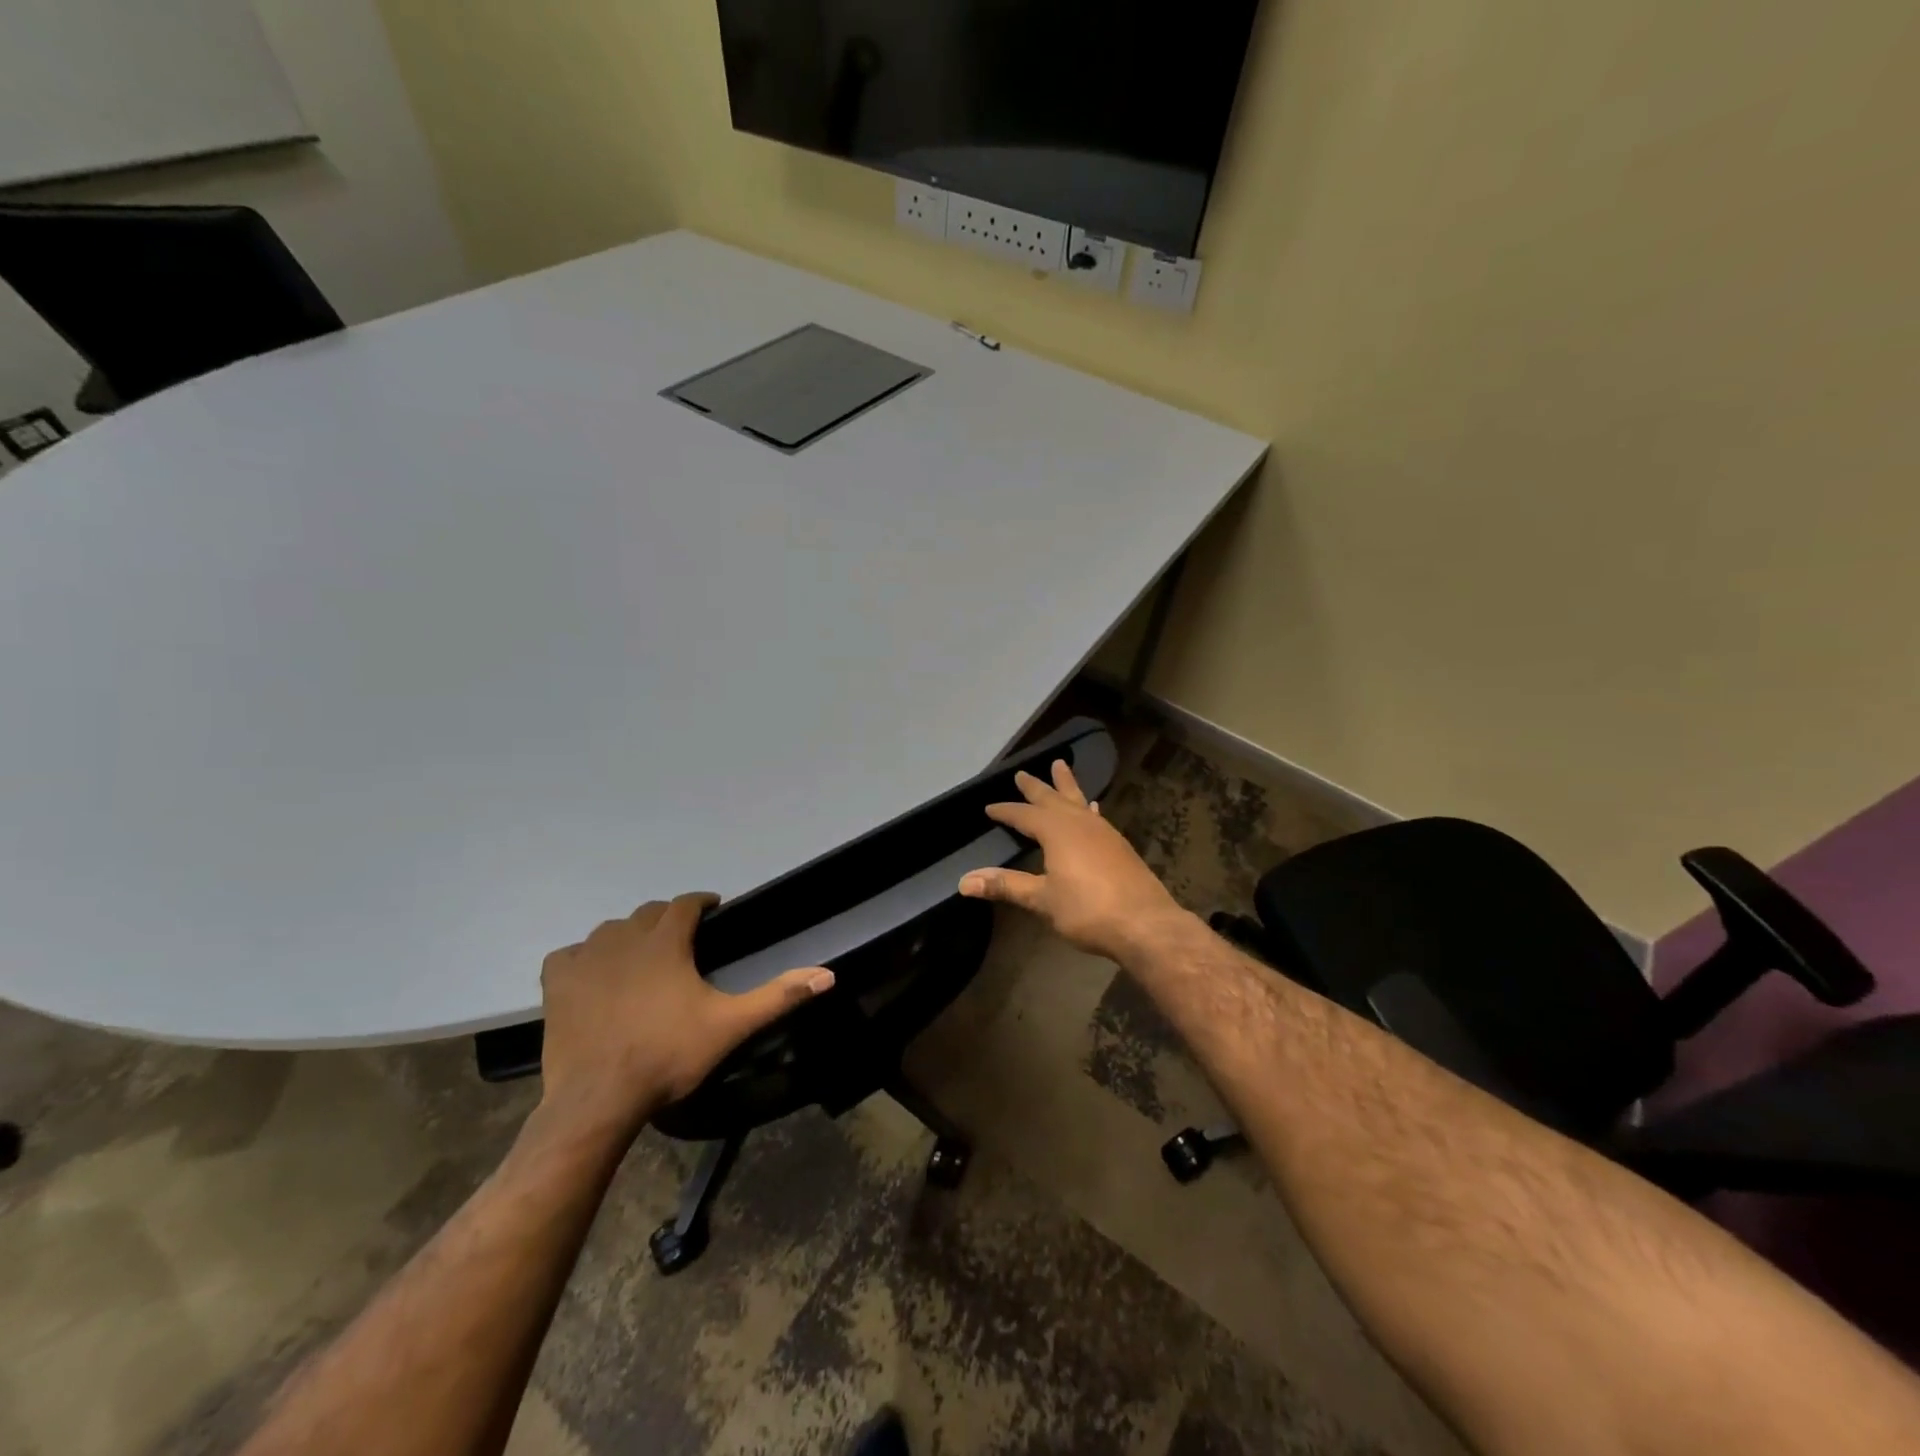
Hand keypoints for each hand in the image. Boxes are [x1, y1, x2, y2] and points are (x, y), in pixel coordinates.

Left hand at [536, 893, 833, 1144]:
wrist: (599, 1099)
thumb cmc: (668, 1056)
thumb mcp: (731, 1025)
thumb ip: (778, 996)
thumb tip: (827, 974)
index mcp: (665, 942)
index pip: (685, 903)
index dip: (701, 902)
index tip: (713, 910)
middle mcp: (624, 939)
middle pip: (648, 913)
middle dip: (667, 918)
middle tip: (682, 940)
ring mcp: (586, 959)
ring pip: (610, 930)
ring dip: (628, 935)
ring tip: (642, 956)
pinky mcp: (557, 984)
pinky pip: (569, 954)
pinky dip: (583, 957)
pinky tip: (593, 974)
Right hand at [958, 761, 1185, 962]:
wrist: (1146, 924)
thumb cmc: (1088, 910)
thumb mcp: (1042, 899)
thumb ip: (1006, 886)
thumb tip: (964, 881)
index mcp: (1057, 831)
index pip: (1024, 815)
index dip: (1006, 811)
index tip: (989, 808)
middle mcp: (1080, 823)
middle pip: (1053, 798)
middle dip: (1036, 787)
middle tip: (1022, 773)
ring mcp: (1103, 832)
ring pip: (1078, 801)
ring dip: (1066, 786)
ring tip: (1060, 768)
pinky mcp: (1119, 846)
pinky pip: (1096, 816)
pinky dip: (1087, 808)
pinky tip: (1092, 808)